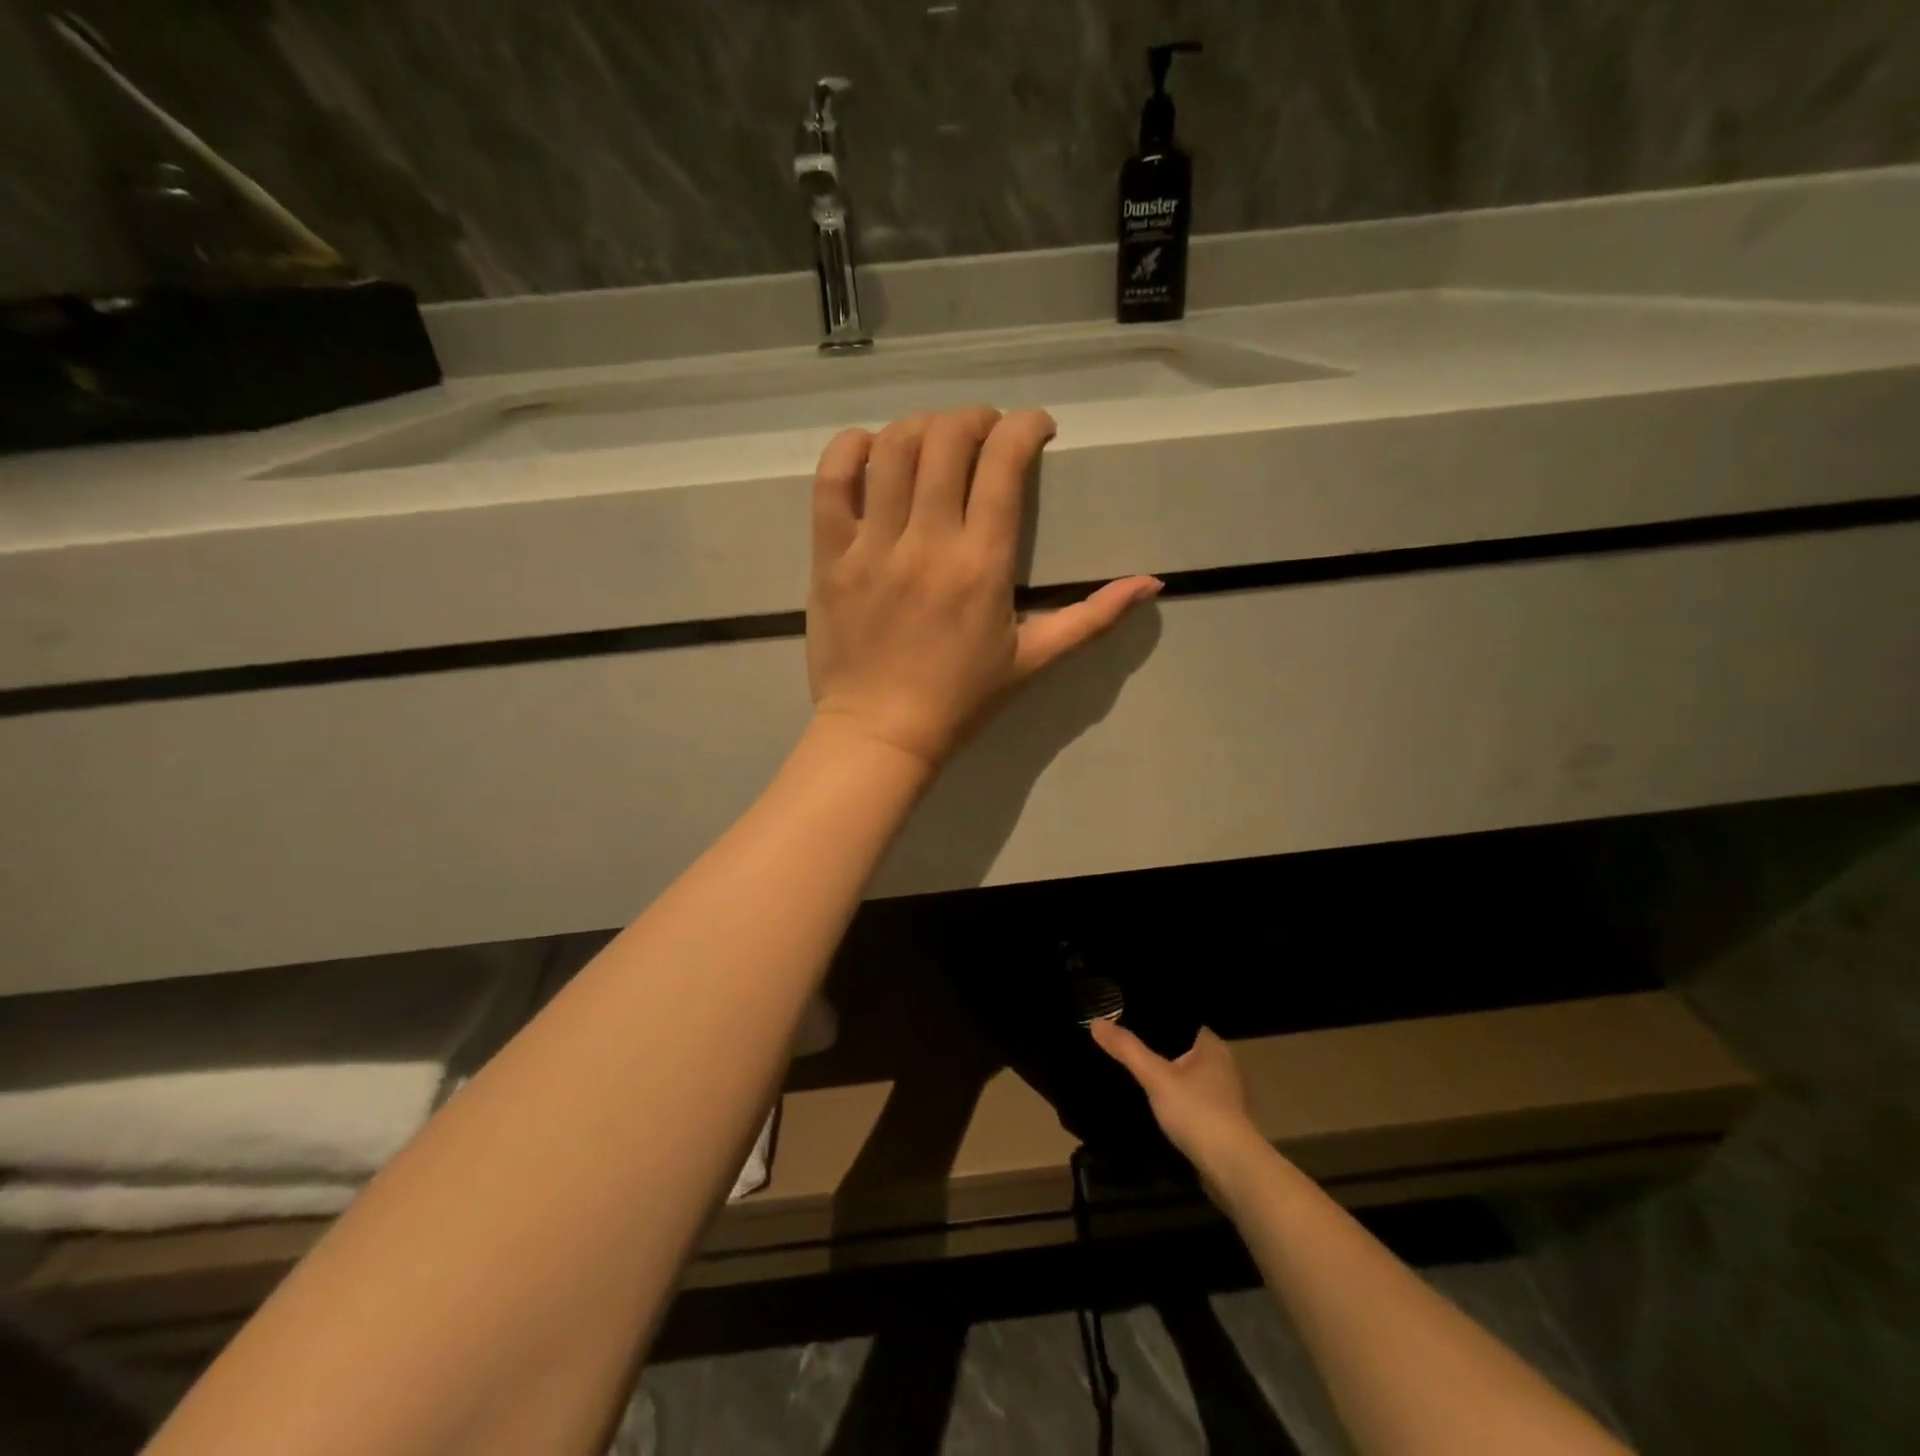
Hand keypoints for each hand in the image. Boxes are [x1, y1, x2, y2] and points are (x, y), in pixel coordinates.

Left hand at [807, 407, 1160, 769]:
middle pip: (948, 438)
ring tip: (935, 441)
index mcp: (983, 565)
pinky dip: (851, 449)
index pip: (1005, 464)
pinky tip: (871, 450)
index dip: (1026, 426)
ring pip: (893, 448)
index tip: (1036, 429)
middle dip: (976, 419)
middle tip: (986, 433)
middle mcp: (928, 543)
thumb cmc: (960, 702)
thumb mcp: (1033, 662)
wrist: (880, 735)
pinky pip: (832, 480)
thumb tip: (1151, 583)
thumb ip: (1092, 618)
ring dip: (921, 426)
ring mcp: (873, 546)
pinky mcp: (830, 556)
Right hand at [1090, 1020, 1263, 1175]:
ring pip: (1186, 1076)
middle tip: (1122, 1045)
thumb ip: (1127, 1049)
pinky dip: (1174, 1099)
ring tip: (1132, 1072)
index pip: (1179, 1022)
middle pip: (1181, 1049)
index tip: (1125, 1019)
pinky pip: (1190, 1099)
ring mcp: (1224, 1095)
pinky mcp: (1220, 1120)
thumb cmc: (1197, 1112)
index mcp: (1212, 1045)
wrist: (1232, 1169)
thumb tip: (1096, 1022)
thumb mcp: (1156, 1077)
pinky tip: (1152, 1103)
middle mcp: (1222, 1065)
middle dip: (1156, 1049)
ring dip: (1165, 1077)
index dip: (1154, 1020)